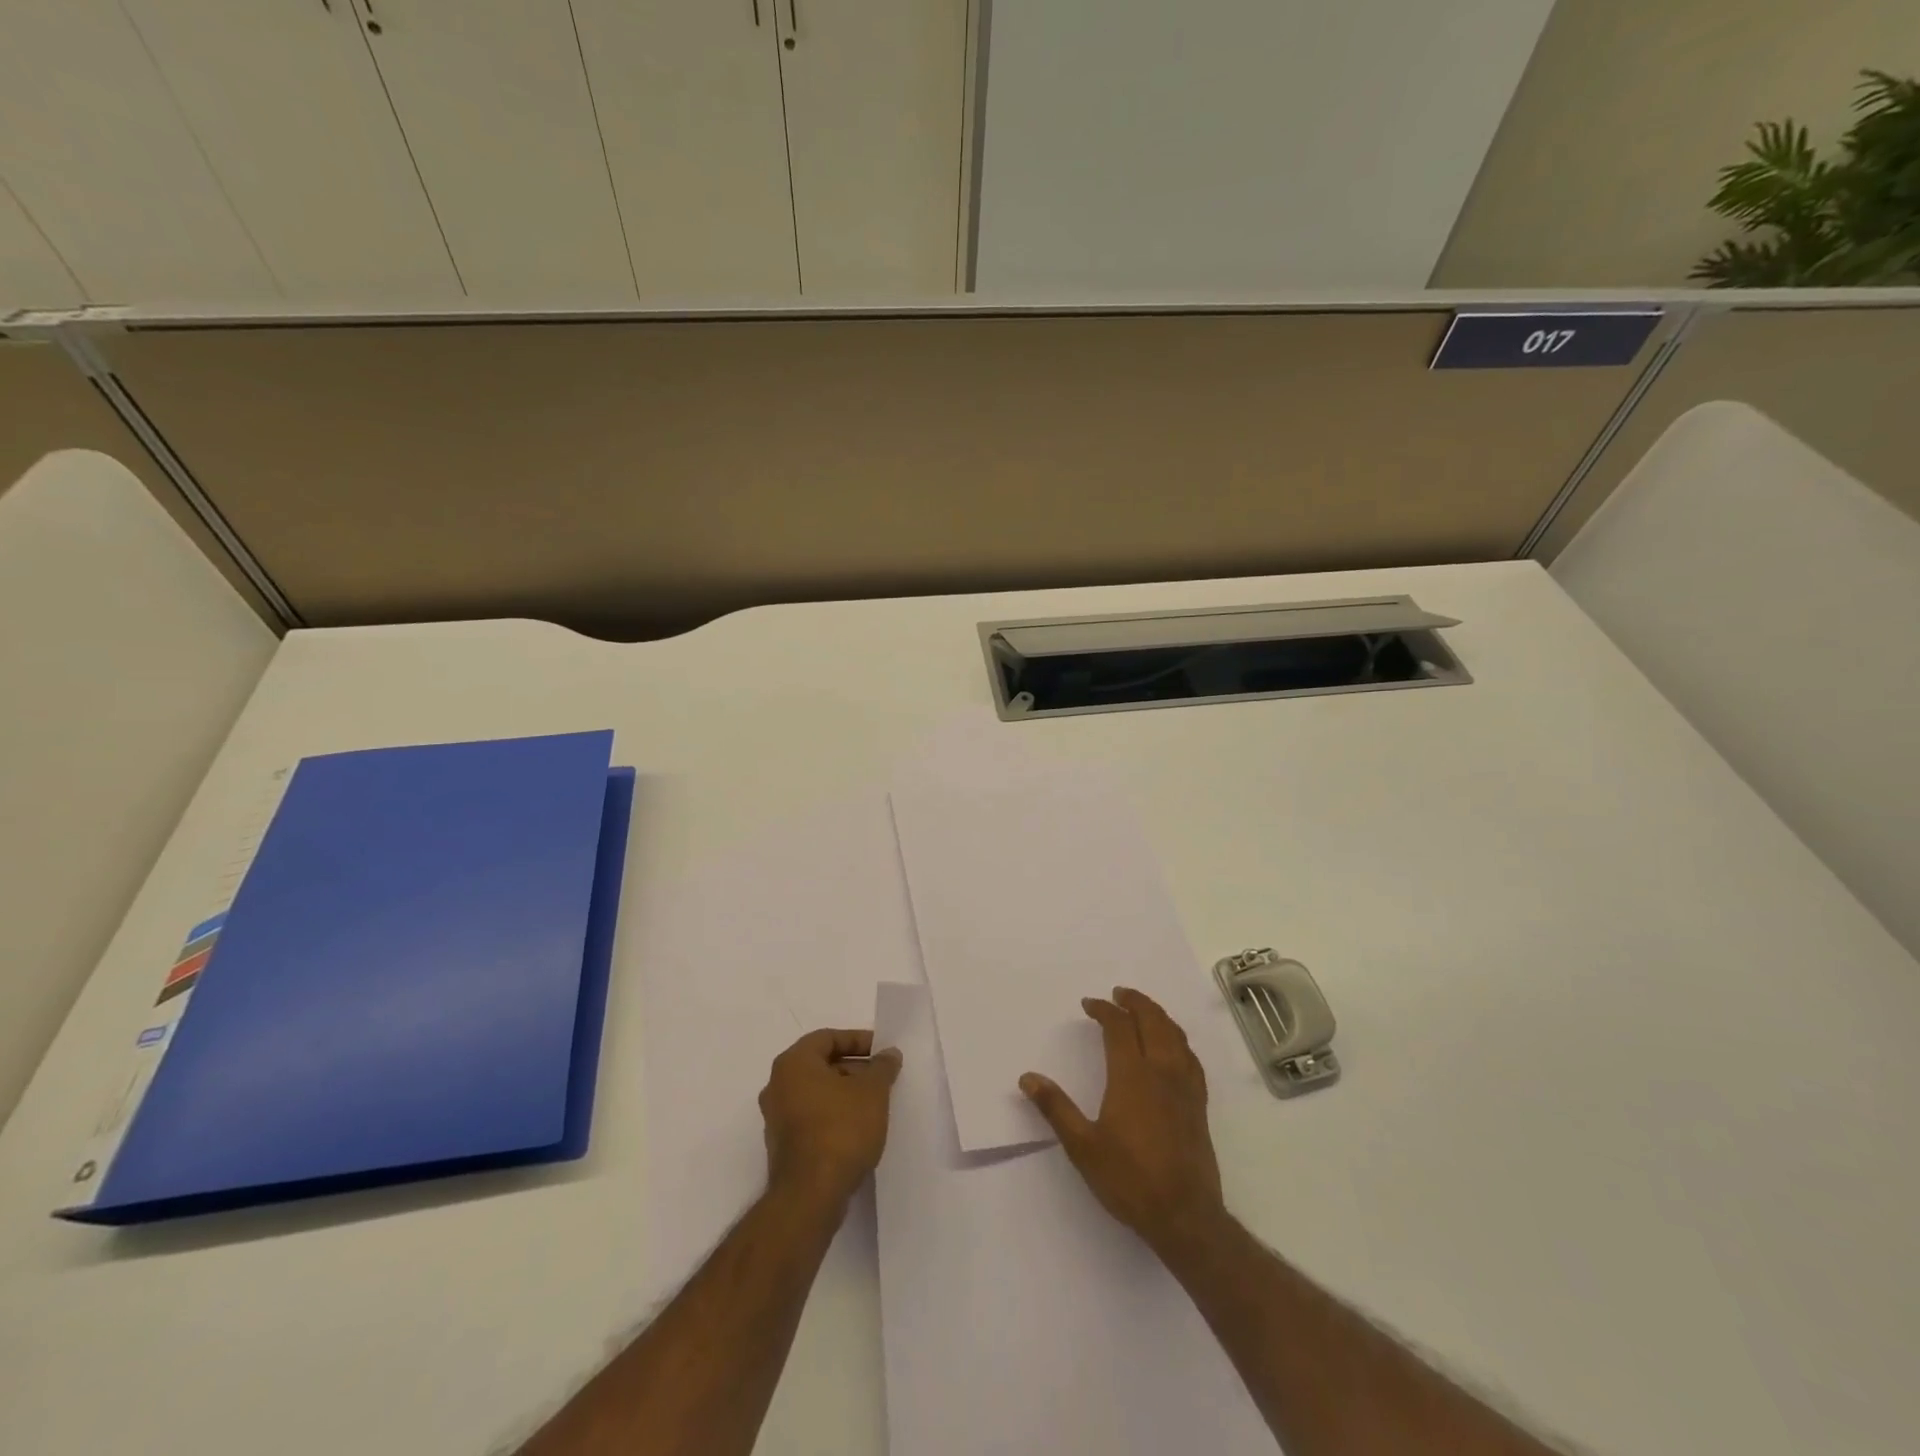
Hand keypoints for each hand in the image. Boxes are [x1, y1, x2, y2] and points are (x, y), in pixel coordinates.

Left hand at [759, 1028, 902, 1208]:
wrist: (810, 1196)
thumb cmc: (841, 1130)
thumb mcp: (872, 1091)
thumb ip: (882, 1067)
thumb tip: (888, 1054)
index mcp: (793, 1063)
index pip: (828, 1038)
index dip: (858, 1040)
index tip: (881, 1052)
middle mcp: (777, 1085)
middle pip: (821, 1065)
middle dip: (854, 1068)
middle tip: (882, 1078)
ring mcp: (776, 1118)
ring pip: (816, 1093)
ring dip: (845, 1093)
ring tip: (875, 1104)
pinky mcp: (782, 1146)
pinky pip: (811, 1117)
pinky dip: (833, 1115)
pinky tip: (858, 1129)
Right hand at [1020, 987, 1226, 1255]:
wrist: (1185, 1216)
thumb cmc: (1130, 1180)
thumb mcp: (1083, 1147)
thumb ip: (1056, 1108)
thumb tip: (1028, 1078)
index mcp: (1132, 1076)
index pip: (1119, 1027)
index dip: (1104, 1010)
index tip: (1089, 1005)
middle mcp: (1161, 1071)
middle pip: (1152, 1020)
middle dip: (1134, 1002)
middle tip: (1118, 994)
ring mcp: (1185, 1086)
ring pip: (1175, 1034)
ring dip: (1157, 1015)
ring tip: (1142, 1010)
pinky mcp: (1199, 1103)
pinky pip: (1190, 1056)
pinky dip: (1177, 1039)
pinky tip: (1172, 1047)